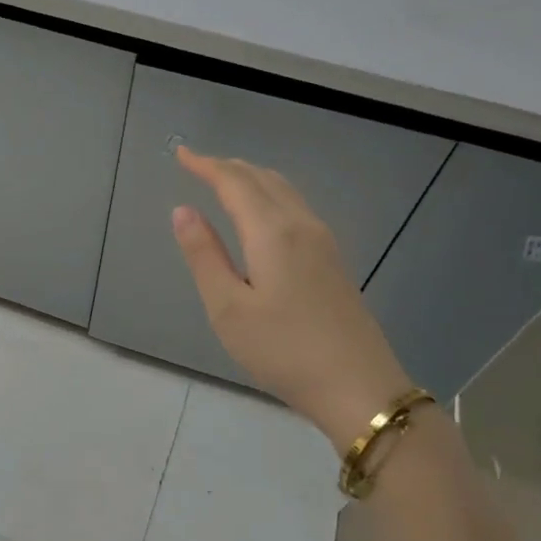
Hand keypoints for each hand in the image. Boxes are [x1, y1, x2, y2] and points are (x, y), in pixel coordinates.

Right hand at [171, 147, 412, 451]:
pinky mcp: (333, 261)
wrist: (359, 387)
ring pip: (284, 191)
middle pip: (263, 179)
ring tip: (225, 181)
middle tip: (197, 165)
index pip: (235, 183)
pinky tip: (261, 214)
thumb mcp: (228, 308)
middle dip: (228, 167)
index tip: (181, 153)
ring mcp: (324, 242)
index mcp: (272, 233)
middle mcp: (301, 225)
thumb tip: (183, 211)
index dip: (206, 165)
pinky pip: (296, 208)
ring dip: (251, 178)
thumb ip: (204, 255)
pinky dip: (270, 195)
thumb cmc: (283, 351)